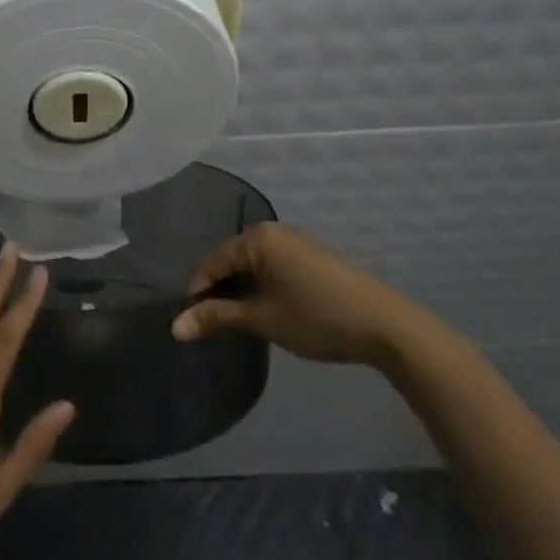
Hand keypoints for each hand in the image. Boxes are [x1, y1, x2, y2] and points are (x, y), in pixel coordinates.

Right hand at [171, 221, 438, 367]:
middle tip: (214, 323)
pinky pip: (273, 267)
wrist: (386, 325)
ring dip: (243, 290)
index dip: (199, 292)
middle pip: (231, 261)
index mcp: (257, 238)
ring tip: (239, 320)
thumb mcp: (261, 318)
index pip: (211, 262)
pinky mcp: (313, 257)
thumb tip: (174, 328)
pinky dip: (263, 286)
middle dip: (220, 290)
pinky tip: (268, 309)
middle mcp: (274, 232)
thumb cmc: (315, 317)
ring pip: (253, 265)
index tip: (193, 322)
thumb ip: (216, 317)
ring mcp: (296, 243)